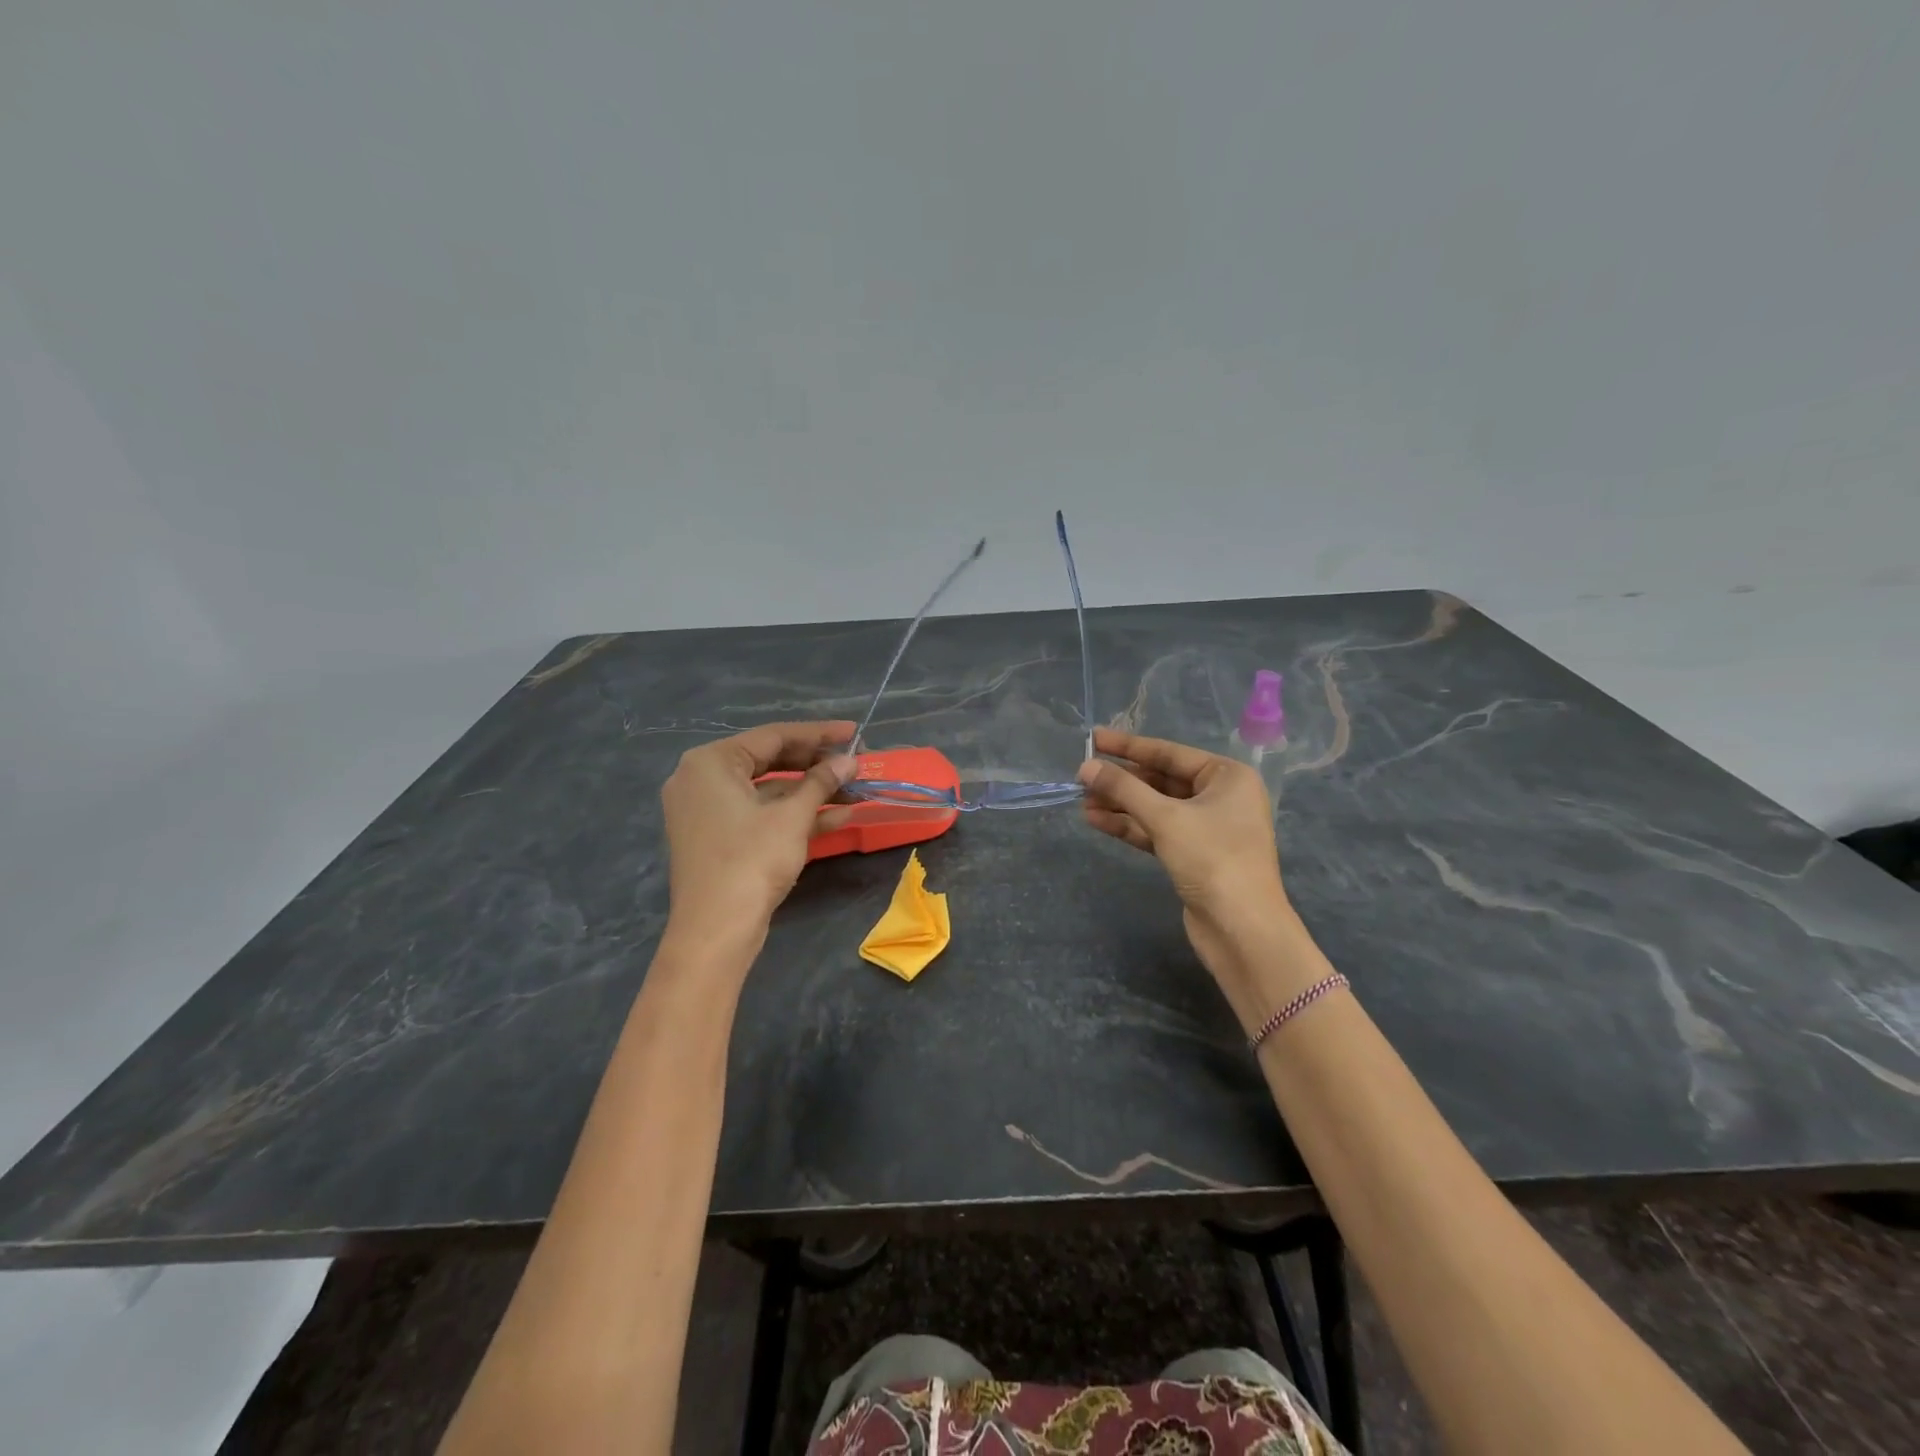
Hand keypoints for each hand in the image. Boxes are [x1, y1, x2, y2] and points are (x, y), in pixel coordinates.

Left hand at [661, 721, 856, 940]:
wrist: (716, 931)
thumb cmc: (751, 861)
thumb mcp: (792, 817)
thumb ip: (821, 782)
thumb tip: (849, 760)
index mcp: (710, 762)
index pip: (773, 736)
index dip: (819, 734)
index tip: (855, 732)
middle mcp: (702, 779)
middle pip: (770, 761)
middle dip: (817, 765)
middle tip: (855, 763)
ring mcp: (708, 811)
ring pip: (768, 791)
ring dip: (812, 792)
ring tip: (856, 792)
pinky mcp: (718, 838)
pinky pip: (760, 815)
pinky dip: (794, 815)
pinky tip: (838, 817)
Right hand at [1077, 727, 1298, 985]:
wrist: (1241, 928)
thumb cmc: (1212, 858)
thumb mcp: (1165, 818)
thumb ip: (1123, 789)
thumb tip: (1085, 767)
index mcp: (1227, 776)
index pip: (1169, 753)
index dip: (1128, 747)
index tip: (1093, 739)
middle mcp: (1221, 797)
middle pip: (1161, 780)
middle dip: (1121, 781)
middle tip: (1082, 777)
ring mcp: (1207, 828)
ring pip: (1156, 807)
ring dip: (1120, 804)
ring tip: (1082, 800)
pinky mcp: (1193, 855)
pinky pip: (1157, 830)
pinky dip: (1129, 826)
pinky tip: (1097, 820)